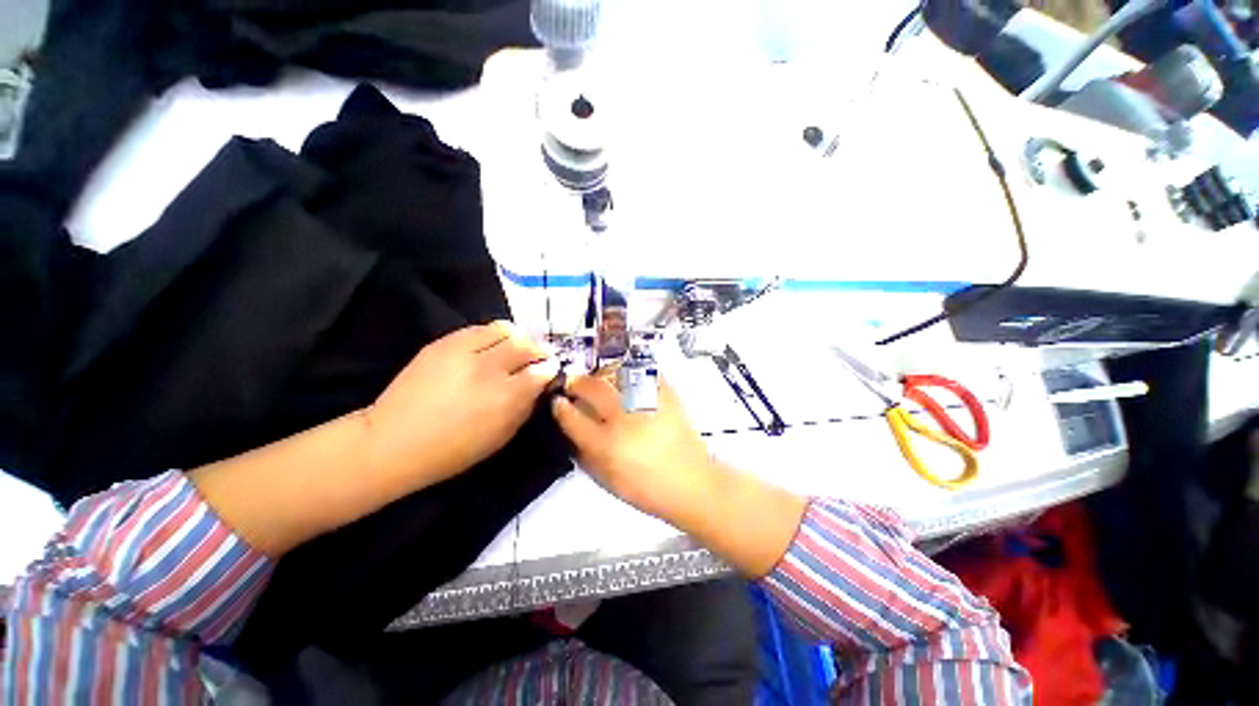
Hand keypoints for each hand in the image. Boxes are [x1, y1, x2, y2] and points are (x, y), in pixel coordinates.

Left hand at [363, 322, 557, 488]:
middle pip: (526, 346)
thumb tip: (539, 384)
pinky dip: (493, 334)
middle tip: (536, 358)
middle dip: (537, 350)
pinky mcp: (443, 343)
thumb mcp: (501, 437)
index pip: (541, 371)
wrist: (393, 442)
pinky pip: (479, 328)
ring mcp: (464, 352)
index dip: (549, 369)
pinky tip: (491, 345)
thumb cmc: (453, 450)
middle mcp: (489, 369)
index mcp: (506, 398)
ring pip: (505, 330)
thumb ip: (526, 407)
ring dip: (517, 338)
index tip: (549, 371)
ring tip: (515, 348)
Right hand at [551, 374, 717, 522]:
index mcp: (606, 444)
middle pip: (592, 387)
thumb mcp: (606, 479)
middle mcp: (624, 418)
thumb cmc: (646, 488)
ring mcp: (647, 402)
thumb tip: (571, 425)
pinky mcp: (666, 394)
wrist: (692, 483)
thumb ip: (584, 451)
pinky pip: (642, 372)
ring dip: (600, 374)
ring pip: (615, 373)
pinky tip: (625, 379)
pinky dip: (629, 372)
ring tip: (598, 379)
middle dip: (576, 382)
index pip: (572, 417)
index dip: (560, 406)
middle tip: (573, 383)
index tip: (557, 401)